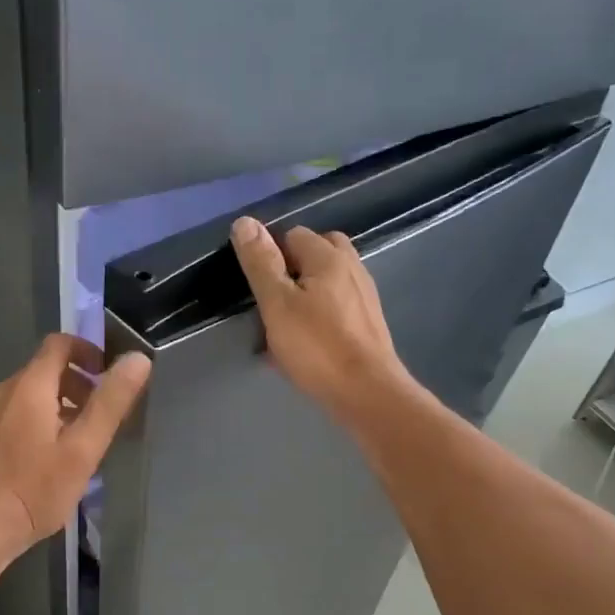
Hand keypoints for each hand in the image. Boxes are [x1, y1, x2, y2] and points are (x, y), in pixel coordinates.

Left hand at [0, 334, 151, 561]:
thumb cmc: (35, 489)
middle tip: (103, 416)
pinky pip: (19, 416)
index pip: (59, 344)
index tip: (109, 376)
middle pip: (46, 370)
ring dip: (62, 406)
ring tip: (84, 441)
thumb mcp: (83, 448)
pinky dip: (42, 422)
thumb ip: (111, 402)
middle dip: (79, 383)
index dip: (88, 351)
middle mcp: (5, 393)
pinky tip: (54, 460)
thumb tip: (138, 359)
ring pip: (32, 395)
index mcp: (29, 386)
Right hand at [230, 216, 411, 420]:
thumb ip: (261, 263)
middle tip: (273, 303)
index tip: (259, 289)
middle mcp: (352, 267)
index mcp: (328, 257)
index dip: (271, 257)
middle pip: (316, 253)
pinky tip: (308, 342)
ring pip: (328, 281)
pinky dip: (321, 314)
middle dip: (292, 270)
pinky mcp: (368, 323)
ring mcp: (364, 296)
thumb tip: (245, 221)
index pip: (292, 235)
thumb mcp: (277, 304)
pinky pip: (338, 306)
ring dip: (306, 294)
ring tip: (287, 325)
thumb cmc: (317, 347)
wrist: (367, 393)